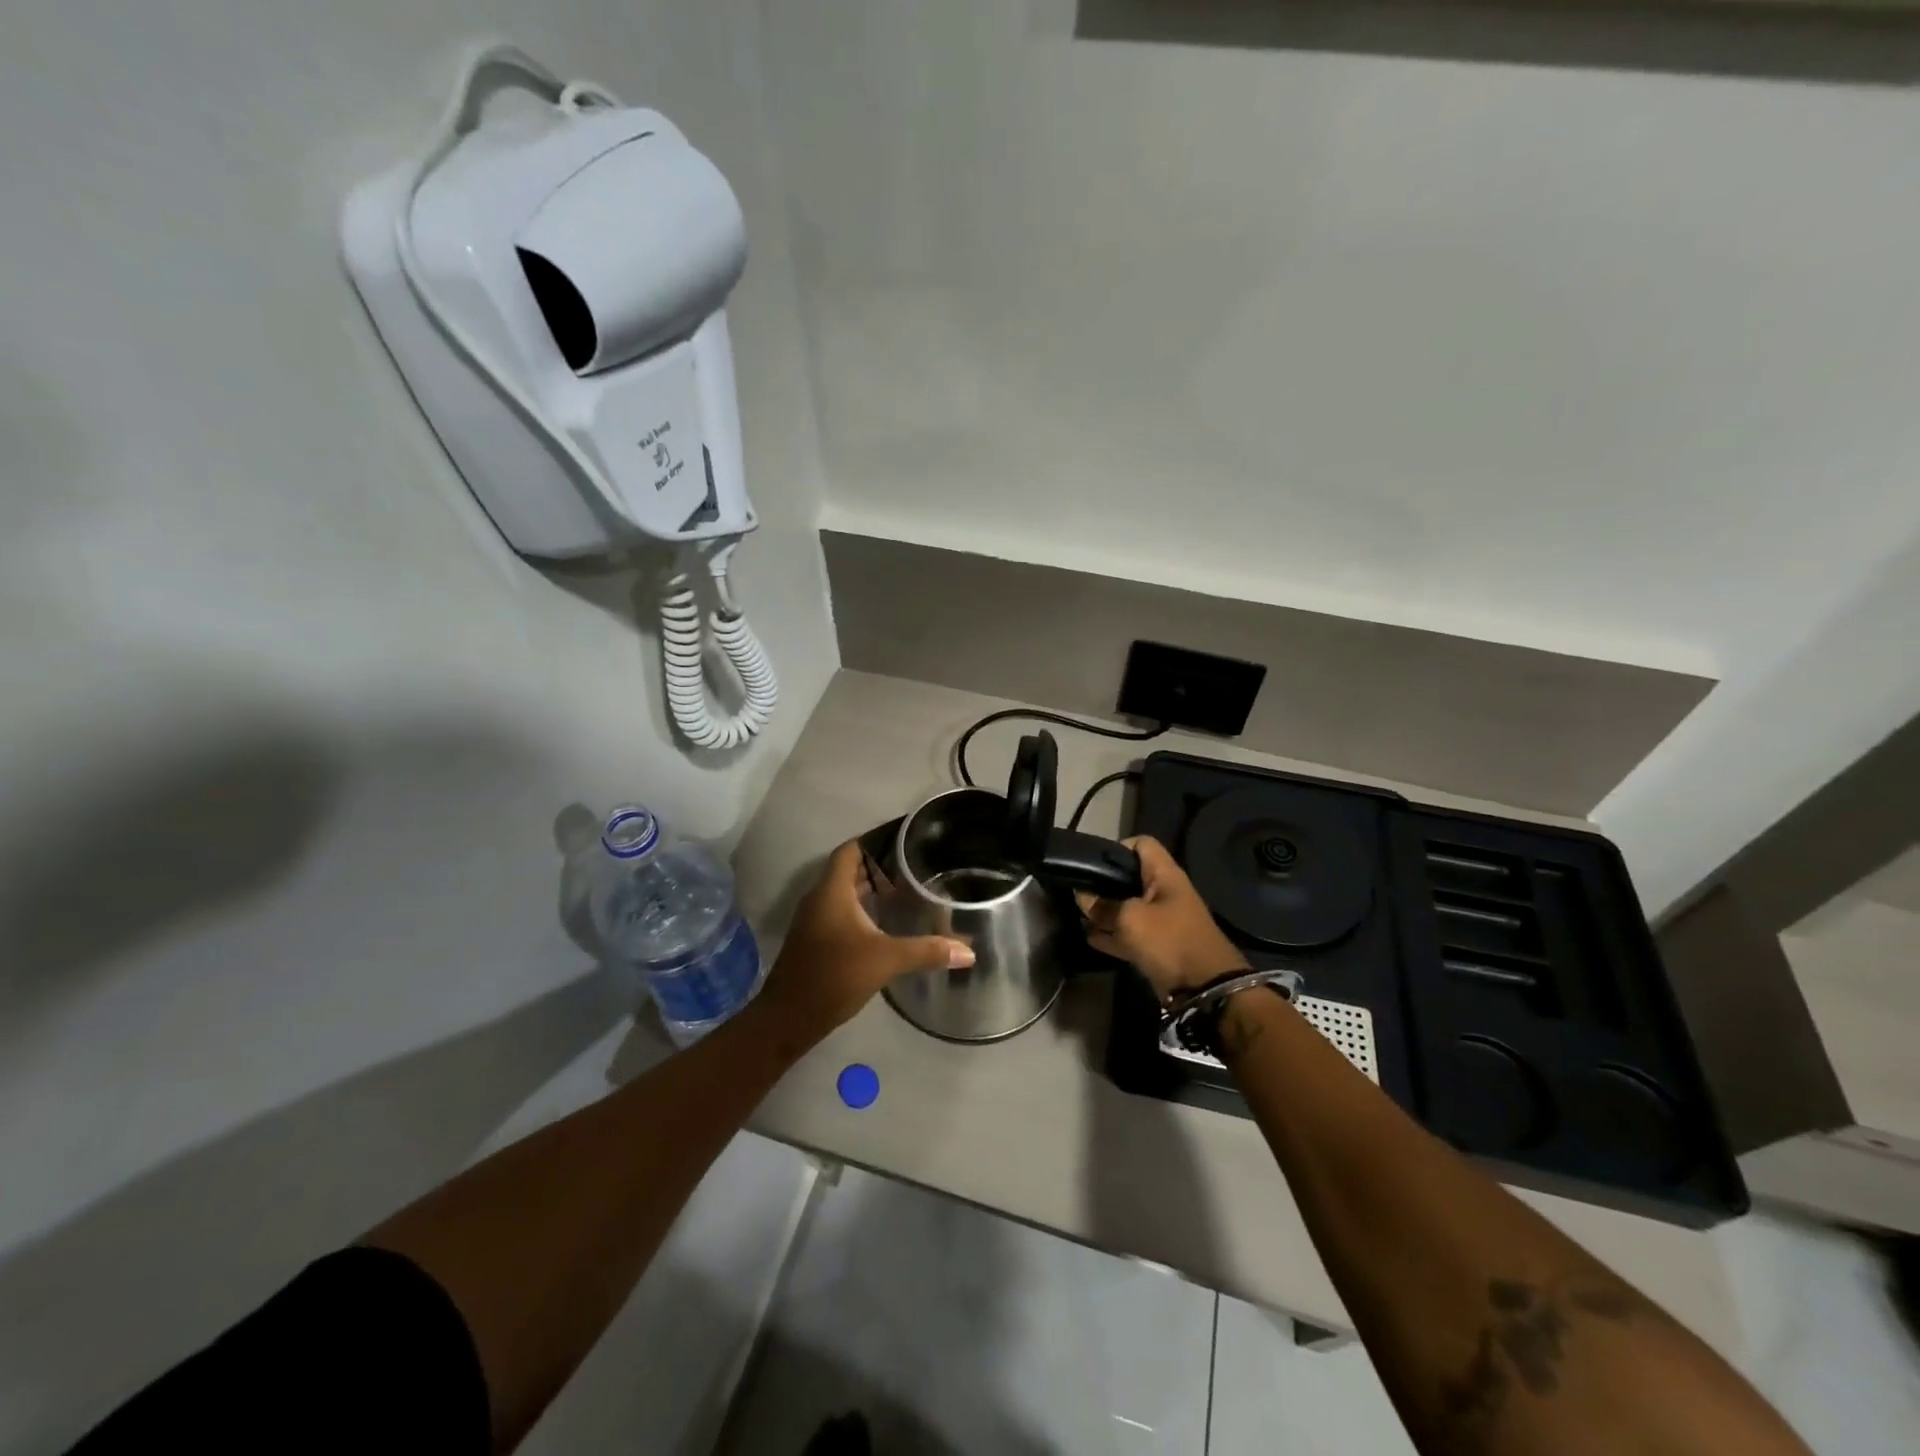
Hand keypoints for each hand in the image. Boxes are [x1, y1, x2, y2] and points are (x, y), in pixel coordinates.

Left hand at [759, 840, 974, 1036]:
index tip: (903, 839)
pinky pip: (841, 911)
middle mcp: (820, 899)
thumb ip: (926, 951)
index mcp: (832, 891)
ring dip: (870, 888)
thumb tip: (968, 952)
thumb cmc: (834, 976)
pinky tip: (886, 921)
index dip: (874, 840)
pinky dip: (863, 908)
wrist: (789, 1018)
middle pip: (849, 870)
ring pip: (845, 892)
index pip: (851, 850)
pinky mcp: (816, 940)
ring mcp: (815, 920)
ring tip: (906, 888)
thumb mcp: (885, 960)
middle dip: (879, 865)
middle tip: (914, 864)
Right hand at [1075, 836, 1247, 1000]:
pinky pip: (1129, 934)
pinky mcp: (1157, 945)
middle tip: (1078, 890)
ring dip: (1104, 912)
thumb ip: (1103, 906)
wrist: (1205, 989)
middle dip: (1103, 884)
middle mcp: (1163, 892)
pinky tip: (1088, 937)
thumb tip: (1082, 896)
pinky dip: (1111, 935)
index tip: (1093, 862)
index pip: (1141, 844)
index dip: (1117, 848)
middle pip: (1129, 878)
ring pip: (1126, 907)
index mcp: (1164, 875)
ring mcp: (1160, 920)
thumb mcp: (1131, 919)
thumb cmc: (1170, 941)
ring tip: (1077, 914)